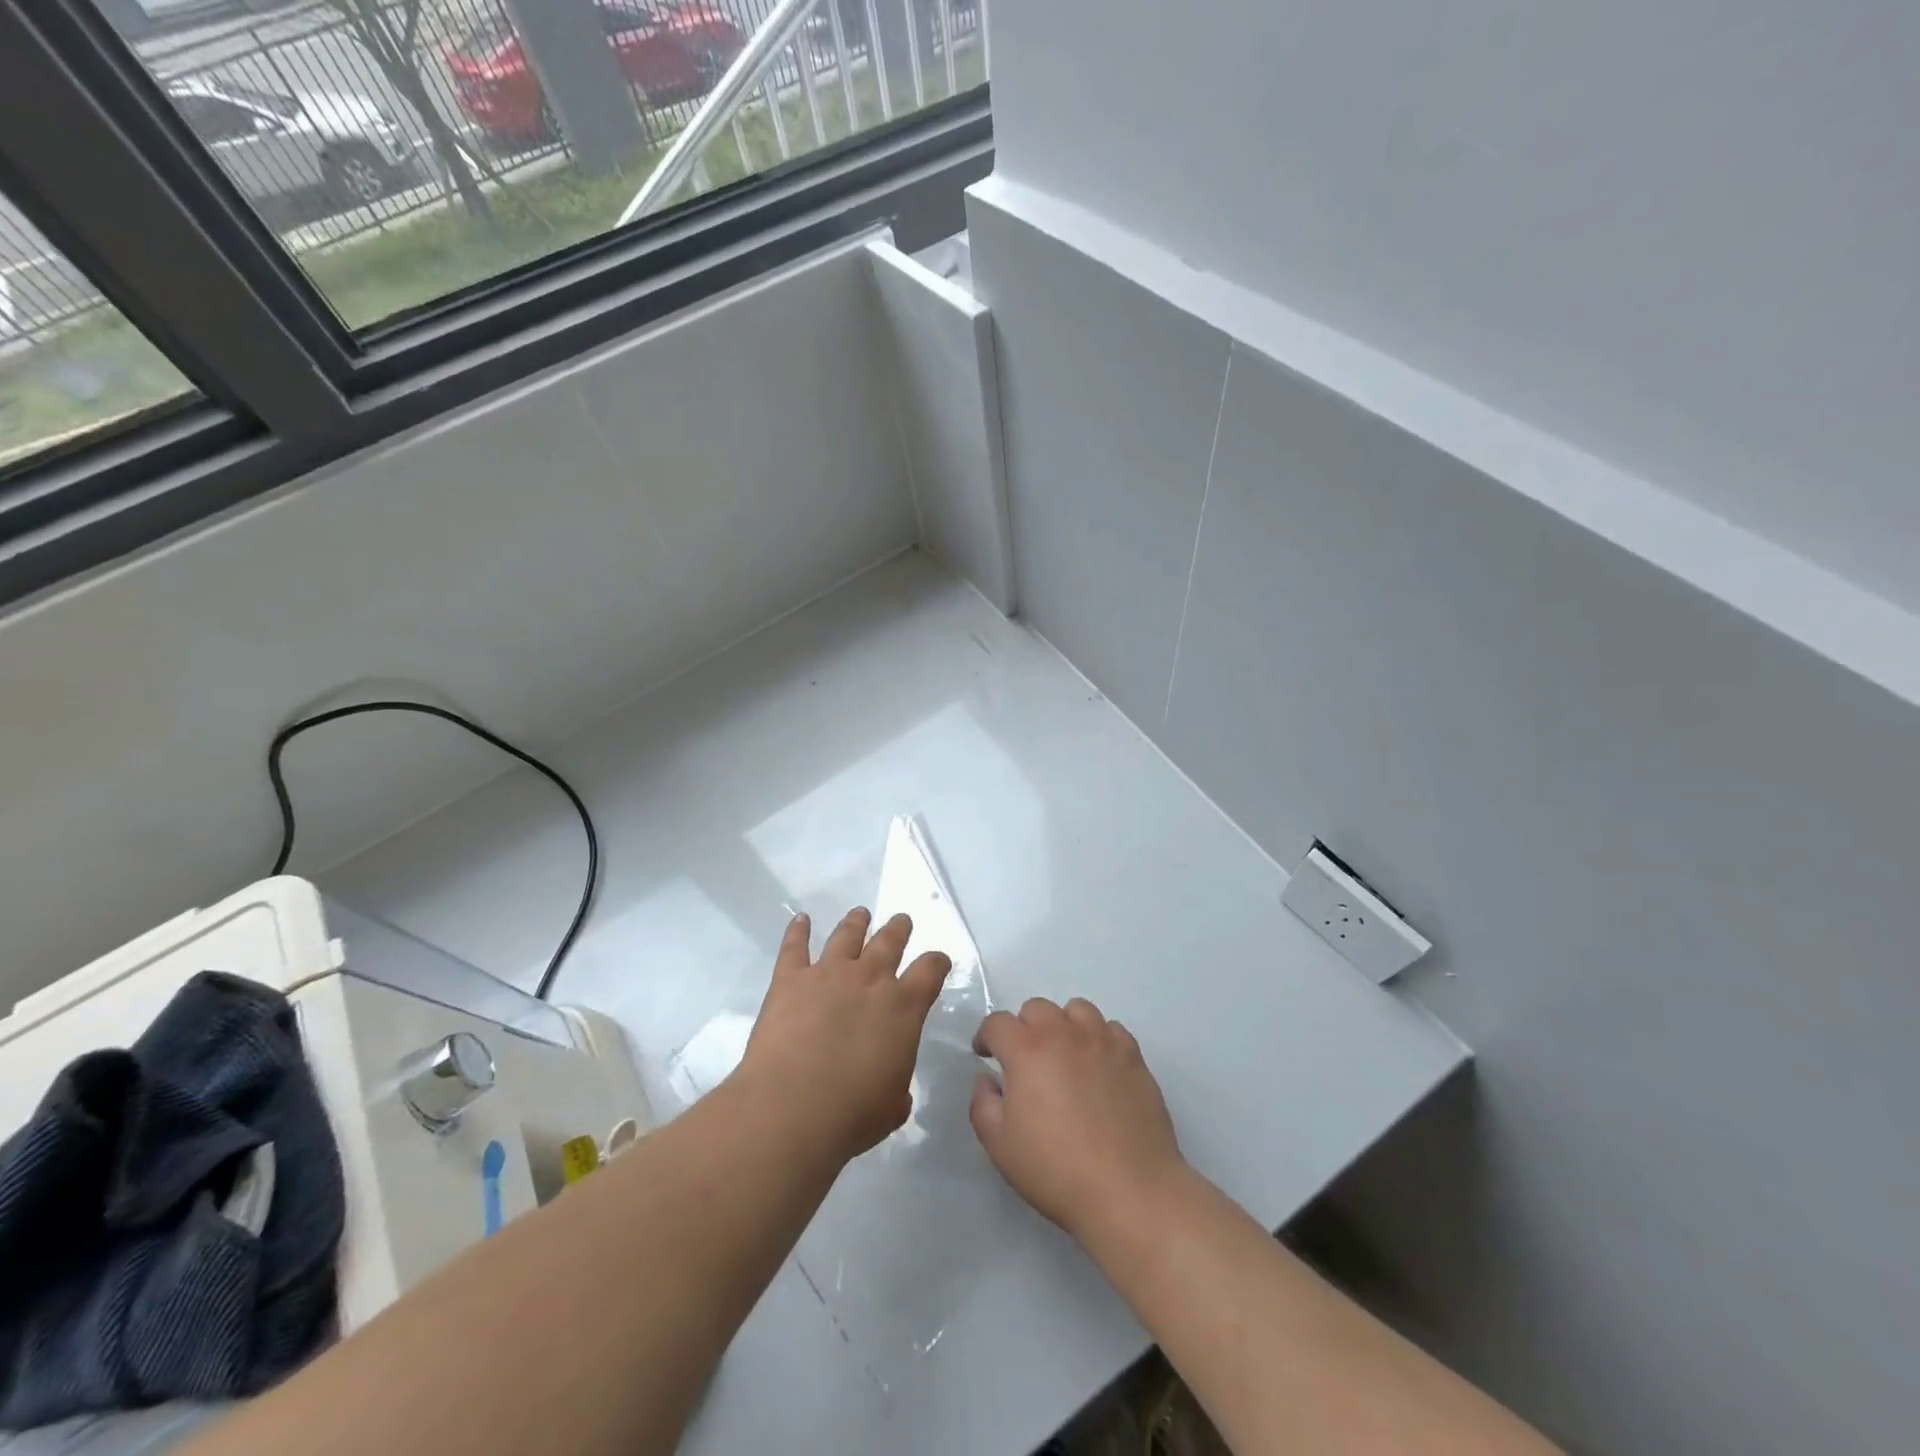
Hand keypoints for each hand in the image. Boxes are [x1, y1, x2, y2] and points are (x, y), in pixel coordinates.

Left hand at [738, 908, 951, 1161]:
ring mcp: (829, 973)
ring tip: (860, 913)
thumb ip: (898, 1085)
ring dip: (856, 922)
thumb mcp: (893, 1105)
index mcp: (904, 1006)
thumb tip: (893, 1089)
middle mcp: (870, 978)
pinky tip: (800, 920)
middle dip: (898, 929)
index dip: (937, 962)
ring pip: (847, 935)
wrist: (792, 1108)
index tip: (938, 960)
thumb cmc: (853, 1113)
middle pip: (889, 941)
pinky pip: (795, 946)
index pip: (930, 970)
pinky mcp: (790, 979)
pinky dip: (797, 931)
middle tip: (901, 921)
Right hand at [970, 997, 1185, 1243]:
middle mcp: (1064, 1033)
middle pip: (1037, 1008)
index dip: (986, 1036)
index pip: (998, 1022)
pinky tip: (1098, 1067)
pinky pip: (1110, 1029)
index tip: (986, 1056)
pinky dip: (1098, 1039)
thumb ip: (982, 1104)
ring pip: (1077, 1010)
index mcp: (1027, 1050)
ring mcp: (1103, 1041)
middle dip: (1024, 1028)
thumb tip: (987, 1079)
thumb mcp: (1000, 1145)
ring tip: (1065, 1056)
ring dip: (1063, 1026)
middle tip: (1026, 1061)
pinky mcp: (1133, 1056)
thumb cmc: (1057, 1170)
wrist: (1129, 1191)